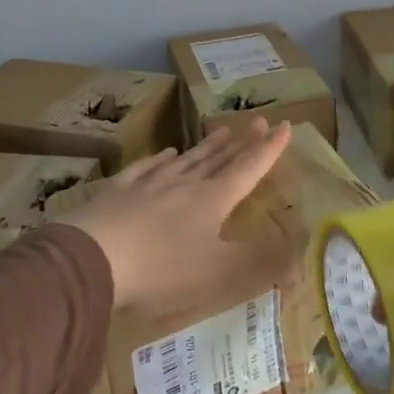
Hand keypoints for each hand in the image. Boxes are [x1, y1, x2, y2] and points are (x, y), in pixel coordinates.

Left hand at [65, 118, 295, 317]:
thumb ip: (263, 265)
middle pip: (218, 159)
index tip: (284, 126)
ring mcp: (149, 184)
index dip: (268, 150)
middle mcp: (185, 184)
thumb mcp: (219, 274)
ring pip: (186, 159)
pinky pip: (146, 168)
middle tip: (256, 119)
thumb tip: (301, 258)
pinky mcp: (118, 192)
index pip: (248, 169)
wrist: (91, 258)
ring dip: (207, 146)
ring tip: (221, 130)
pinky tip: (165, 153)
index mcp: (213, 201)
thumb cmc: (162, 269)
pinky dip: (160, 159)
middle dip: (241, 141)